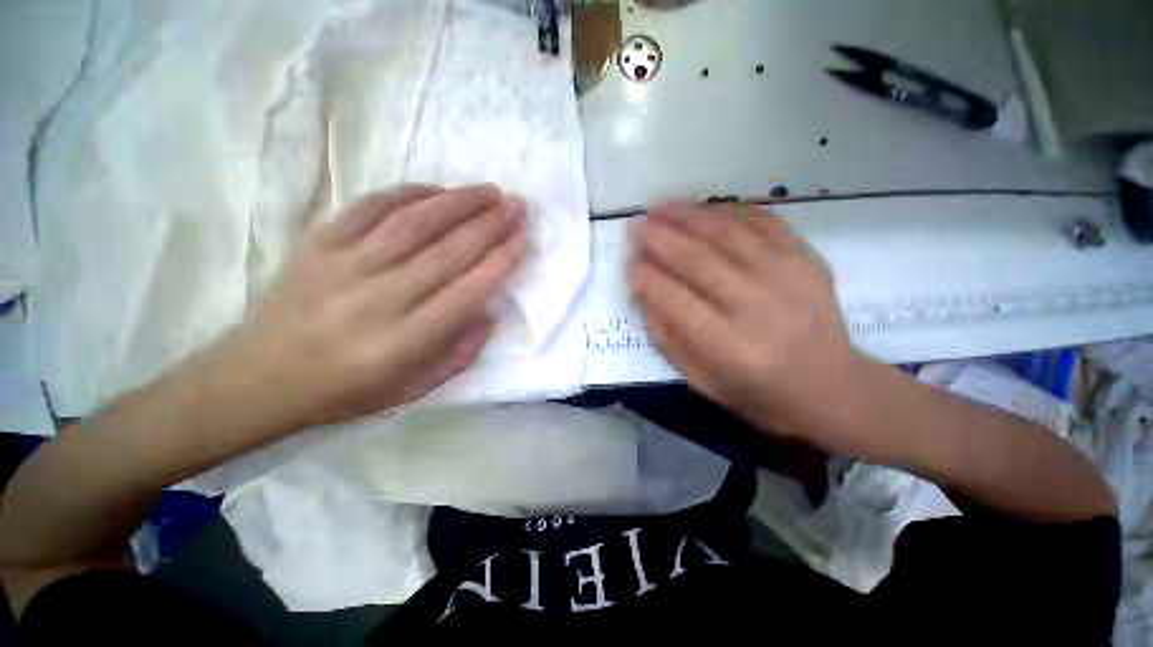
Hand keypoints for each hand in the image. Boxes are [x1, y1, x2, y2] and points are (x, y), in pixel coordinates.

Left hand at [233, 184, 526, 427]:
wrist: (262, 376)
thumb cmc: (350, 390)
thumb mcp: (416, 389)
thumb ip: (461, 353)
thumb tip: (488, 311)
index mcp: (404, 342)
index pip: (466, 292)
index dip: (500, 262)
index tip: (522, 239)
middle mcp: (378, 300)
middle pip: (447, 252)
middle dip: (490, 225)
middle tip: (516, 205)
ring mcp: (344, 266)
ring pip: (414, 223)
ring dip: (458, 202)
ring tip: (489, 191)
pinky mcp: (318, 244)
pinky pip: (370, 208)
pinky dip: (408, 194)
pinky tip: (436, 189)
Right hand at [629, 203, 868, 455]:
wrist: (832, 387)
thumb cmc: (759, 393)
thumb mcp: (701, 381)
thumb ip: (667, 337)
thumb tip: (641, 291)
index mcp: (729, 346)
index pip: (674, 298)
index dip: (645, 276)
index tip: (627, 261)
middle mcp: (757, 305)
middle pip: (697, 259)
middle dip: (659, 237)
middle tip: (634, 224)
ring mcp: (787, 275)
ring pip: (726, 232)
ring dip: (687, 215)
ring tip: (660, 207)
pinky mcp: (806, 258)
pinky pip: (762, 222)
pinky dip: (728, 210)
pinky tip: (704, 209)